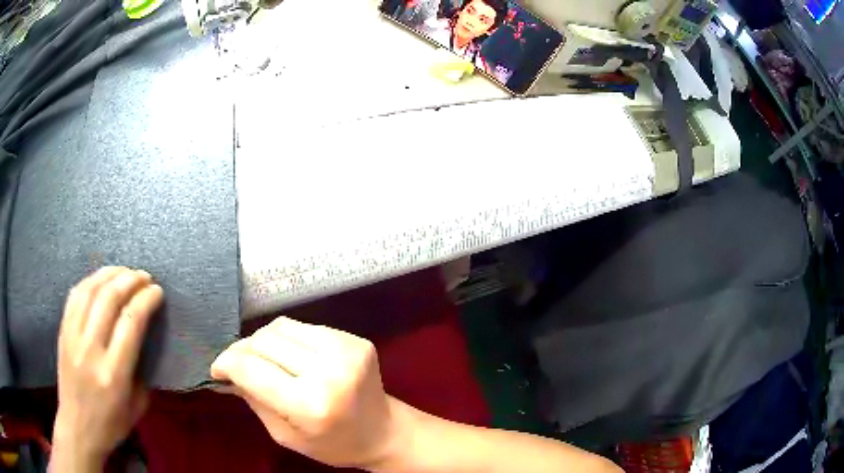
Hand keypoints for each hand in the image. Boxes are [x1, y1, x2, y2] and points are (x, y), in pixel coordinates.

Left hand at [53, 267, 163, 469]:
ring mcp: (73, 337)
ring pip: (90, 290)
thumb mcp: (137, 406)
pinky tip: (100, 279)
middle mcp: (91, 350)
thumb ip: (141, 370)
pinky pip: (75, 295)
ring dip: (110, 274)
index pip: (131, 322)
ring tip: (125, 271)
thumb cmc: (111, 424)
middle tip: (145, 276)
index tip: (158, 292)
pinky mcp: (63, 331)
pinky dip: (90, 281)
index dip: (146, 300)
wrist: (77, 427)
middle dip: (130, 280)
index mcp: (114, 374)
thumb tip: (145, 337)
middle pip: (109, 299)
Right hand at [210, 317, 401, 469]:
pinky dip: (289, 339)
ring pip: (281, 326)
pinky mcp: (355, 339)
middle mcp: (329, 370)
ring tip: (264, 359)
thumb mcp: (284, 435)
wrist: (384, 432)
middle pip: (263, 341)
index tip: (217, 370)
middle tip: (237, 365)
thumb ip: (253, 398)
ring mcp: (346, 349)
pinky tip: (291, 356)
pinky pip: (305, 327)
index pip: (250, 368)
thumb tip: (227, 369)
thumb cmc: (332, 444)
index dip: (225, 363)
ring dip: (264, 341)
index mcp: (311, 404)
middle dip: (242, 351)